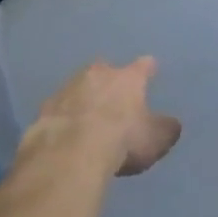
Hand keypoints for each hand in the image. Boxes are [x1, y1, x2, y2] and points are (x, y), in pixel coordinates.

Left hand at [25, 57, 182, 177]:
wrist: (71, 151)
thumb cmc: (122, 140)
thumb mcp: (156, 139)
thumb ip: (165, 129)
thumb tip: (171, 123)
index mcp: (128, 78)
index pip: (142, 66)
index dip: (147, 68)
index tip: (150, 66)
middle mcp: (97, 74)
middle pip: (104, 69)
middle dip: (108, 78)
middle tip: (112, 93)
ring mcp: (68, 88)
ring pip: (78, 85)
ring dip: (83, 96)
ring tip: (86, 114)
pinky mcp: (46, 107)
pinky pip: (59, 107)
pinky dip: (64, 115)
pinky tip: (65, 129)